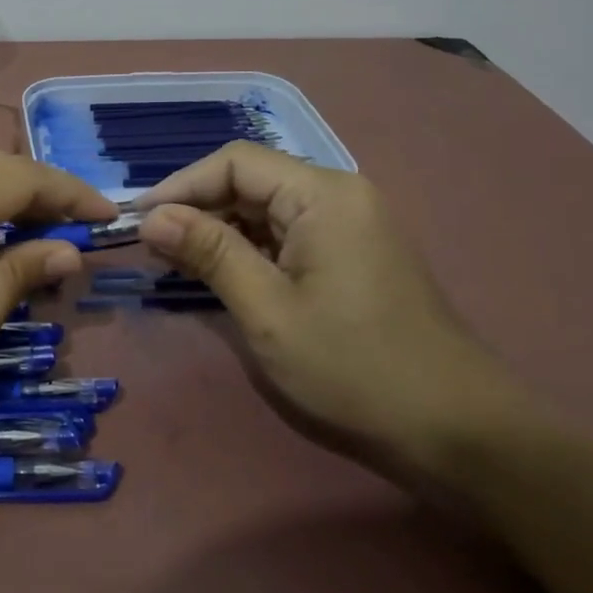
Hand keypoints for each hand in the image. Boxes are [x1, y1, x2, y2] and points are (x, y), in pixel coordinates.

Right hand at [134, 142, 527, 478]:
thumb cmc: (353, 367)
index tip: (138, 221)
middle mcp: (339, 196)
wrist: (455, 430)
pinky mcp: (351, 256)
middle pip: (251, 182)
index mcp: (323, 195)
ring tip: (174, 263)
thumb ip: (208, 253)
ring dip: (219, 232)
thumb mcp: (267, 310)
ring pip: (266, 211)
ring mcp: (349, 226)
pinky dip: (248, 251)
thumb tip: (152, 217)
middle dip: (197, 209)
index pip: (235, 162)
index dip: (181, 185)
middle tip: (150, 248)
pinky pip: (287, 237)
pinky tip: (219, 276)